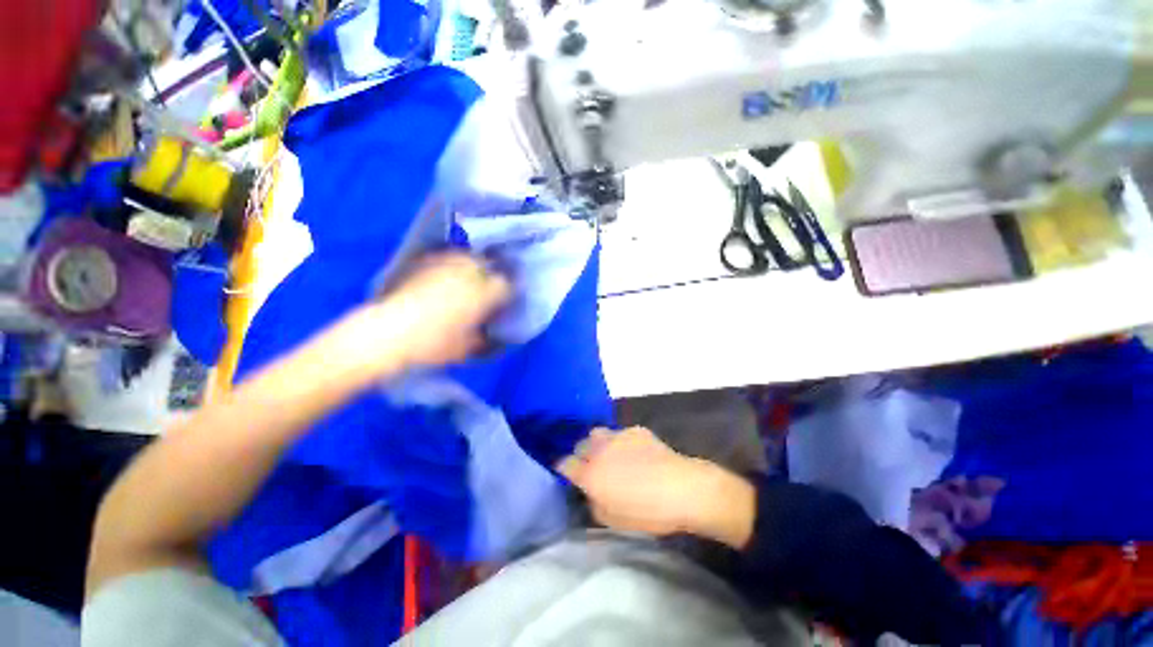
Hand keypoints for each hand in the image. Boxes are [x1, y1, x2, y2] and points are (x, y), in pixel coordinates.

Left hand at [332, 253, 509, 376]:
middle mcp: (468, 276)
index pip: (506, 286)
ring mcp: (444, 267)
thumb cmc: (431, 345)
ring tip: (468, 278)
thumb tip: (486, 333)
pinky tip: (445, 274)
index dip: (507, 293)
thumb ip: (481, 338)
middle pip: (488, 266)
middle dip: (491, 275)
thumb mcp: (464, 349)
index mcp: (483, 295)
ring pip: (467, 258)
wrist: (386, 335)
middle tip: (487, 289)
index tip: (504, 301)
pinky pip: (444, 258)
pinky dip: (449, 264)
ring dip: (472, 266)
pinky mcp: (423, 265)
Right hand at [557, 427, 755, 546]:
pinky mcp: (635, 430)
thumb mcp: (613, 520)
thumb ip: (594, 503)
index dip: (564, 469)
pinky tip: (636, 453)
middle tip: (593, 468)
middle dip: (582, 455)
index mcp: (590, 473)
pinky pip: (620, 433)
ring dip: (599, 445)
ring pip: (598, 434)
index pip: (564, 464)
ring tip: (611, 456)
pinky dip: (621, 442)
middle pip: (580, 445)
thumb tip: (590, 492)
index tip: (569, 476)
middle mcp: (599, 449)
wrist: (682, 489)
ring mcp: (618, 436)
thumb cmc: (647, 512)